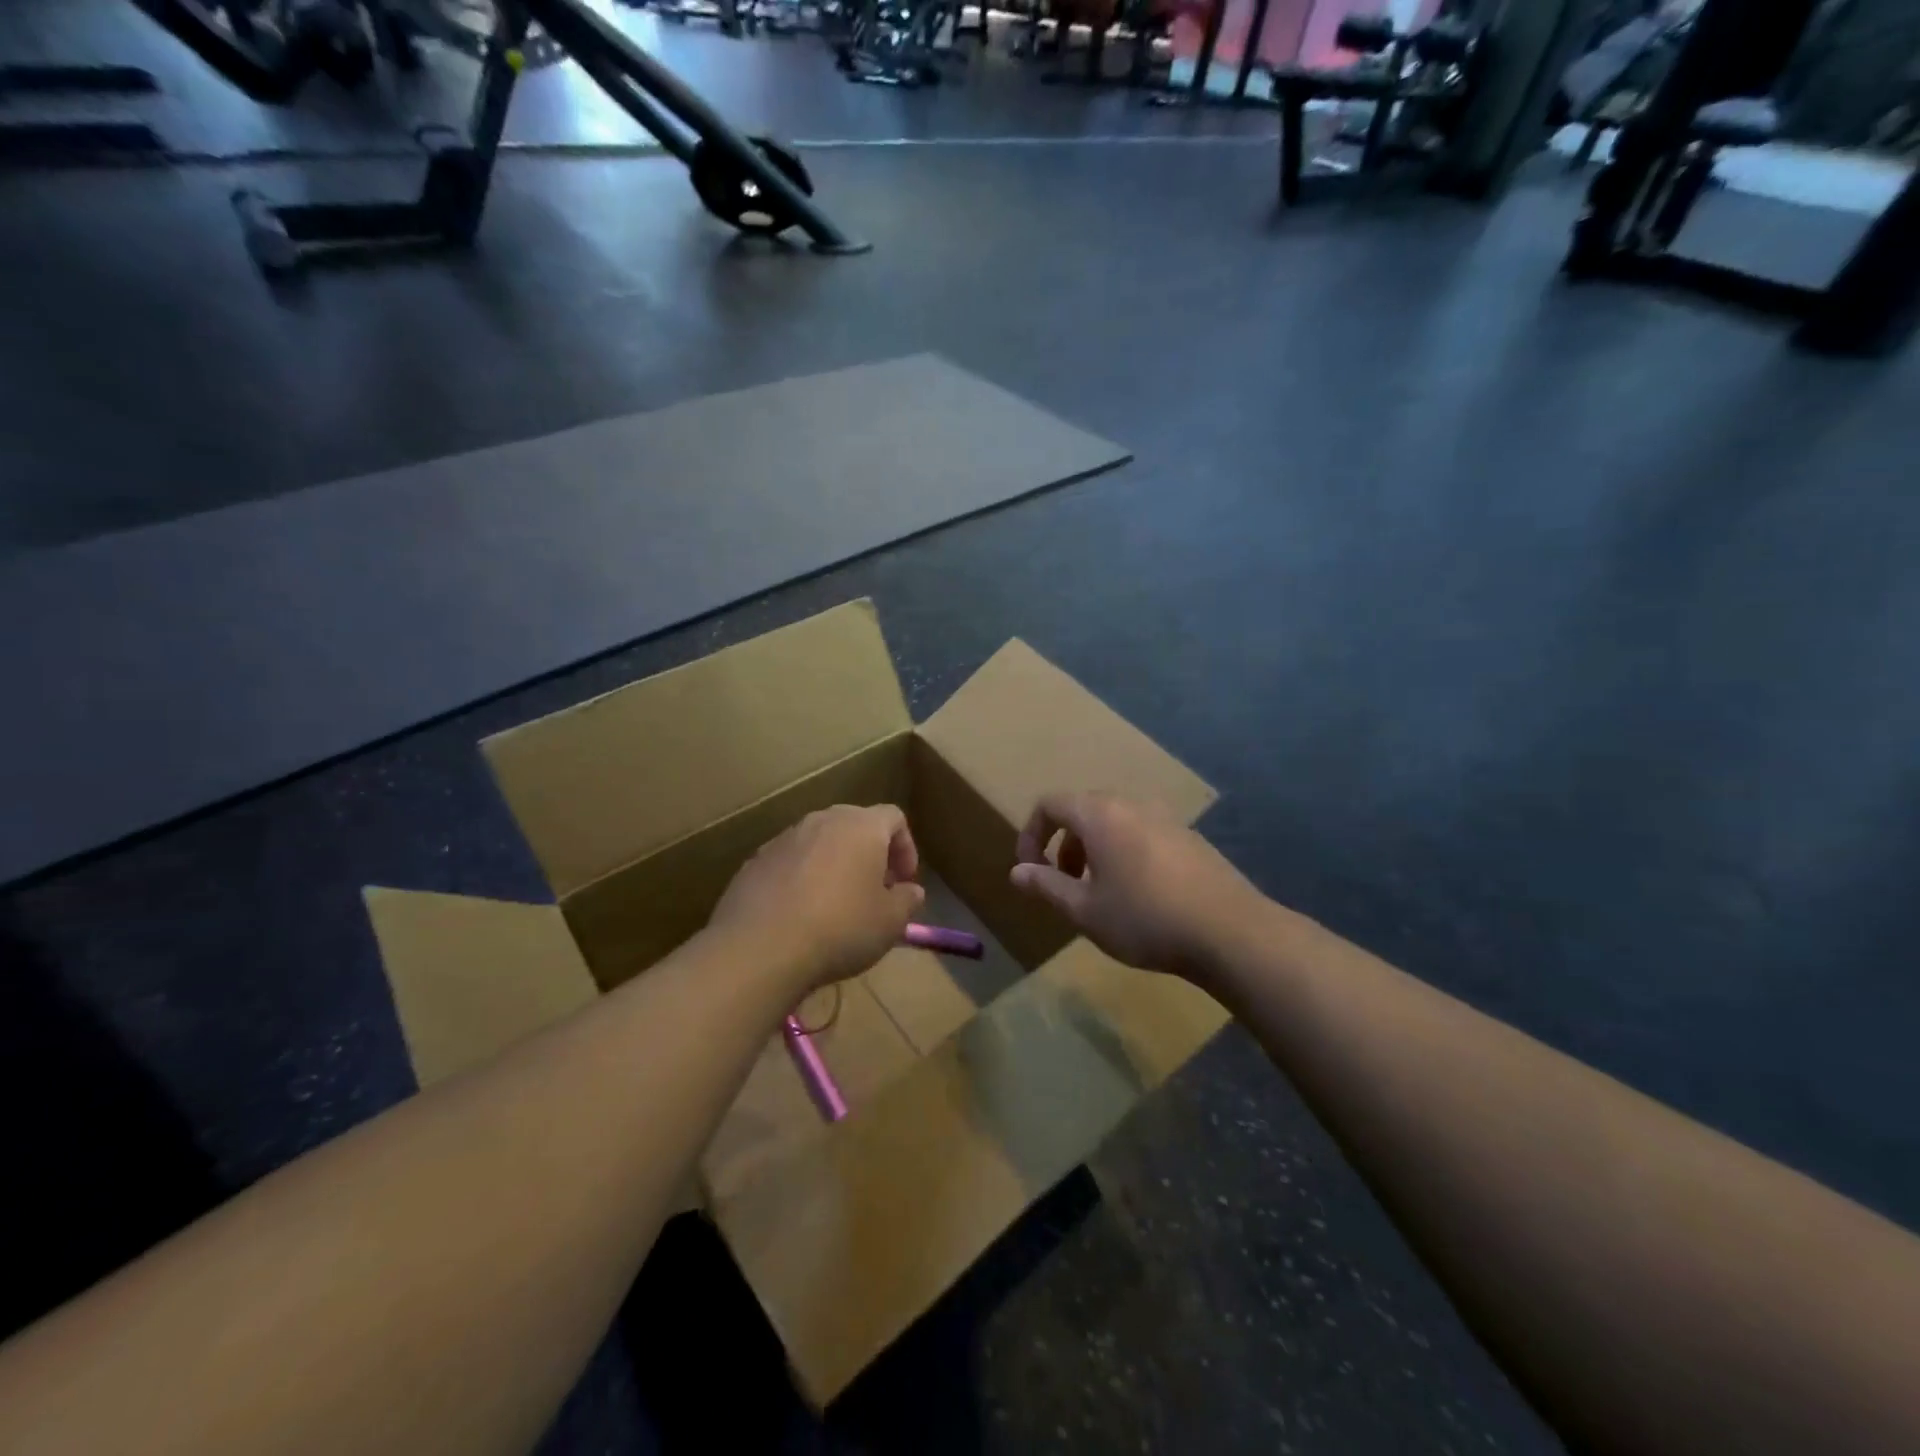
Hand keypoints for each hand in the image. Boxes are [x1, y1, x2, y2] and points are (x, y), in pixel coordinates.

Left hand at [710, 804, 925, 994]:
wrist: (760, 948)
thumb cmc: (840, 929)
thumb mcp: (890, 922)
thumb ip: (907, 900)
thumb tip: (910, 891)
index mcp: (861, 826)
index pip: (893, 817)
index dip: (906, 847)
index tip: (903, 881)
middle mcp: (822, 820)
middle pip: (854, 824)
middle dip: (869, 853)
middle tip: (874, 890)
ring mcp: (784, 838)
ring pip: (819, 841)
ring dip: (834, 864)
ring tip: (836, 903)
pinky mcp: (755, 861)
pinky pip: (789, 861)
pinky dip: (801, 878)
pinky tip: (800, 913)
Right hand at [1008, 792, 1258, 979]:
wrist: (1230, 932)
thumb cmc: (1145, 919)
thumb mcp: (1085, 910)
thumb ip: (1046, 886)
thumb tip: (1017, 872)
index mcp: (1100, 814)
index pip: (1050, 804)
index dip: (1031, 834)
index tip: (1030, 870)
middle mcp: (1132, 804)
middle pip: (1083, 810)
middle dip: (1063, 844)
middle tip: (1063, 883)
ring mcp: (1165, 817)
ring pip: (1114, 822)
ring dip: (1094, 849)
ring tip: (1098, 892)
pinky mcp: (1189, 836)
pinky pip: (1142, 833)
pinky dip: (1124, 852)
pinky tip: (1139, 894)